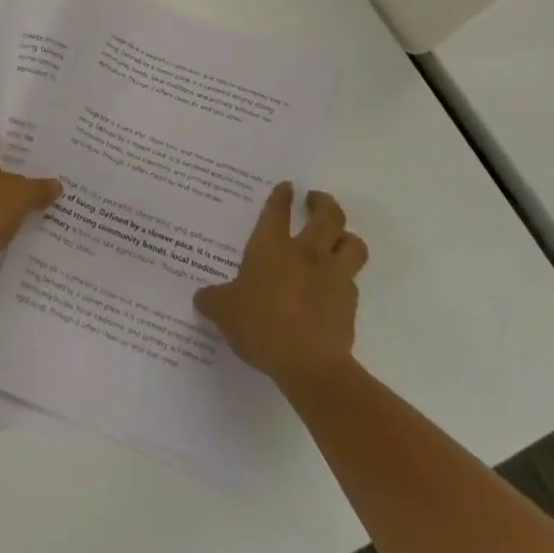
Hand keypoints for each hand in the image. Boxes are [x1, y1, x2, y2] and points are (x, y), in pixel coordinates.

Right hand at [194, 183, 368, 390]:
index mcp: (271, 247)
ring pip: (352, 243)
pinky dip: (346, 278)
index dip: (282, 195)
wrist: (310, 365)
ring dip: (346, 237)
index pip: (278, 210)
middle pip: (328, 215)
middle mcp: (306, 253)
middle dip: (324, 203)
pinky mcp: (349, 302)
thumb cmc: (261, 326)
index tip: (287, 186)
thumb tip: (201, 297)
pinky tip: (334, 286)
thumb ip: (213, 301)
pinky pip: (352, 280)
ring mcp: (333, 276)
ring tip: (337, 238)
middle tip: (315, 201)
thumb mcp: (225, 313)